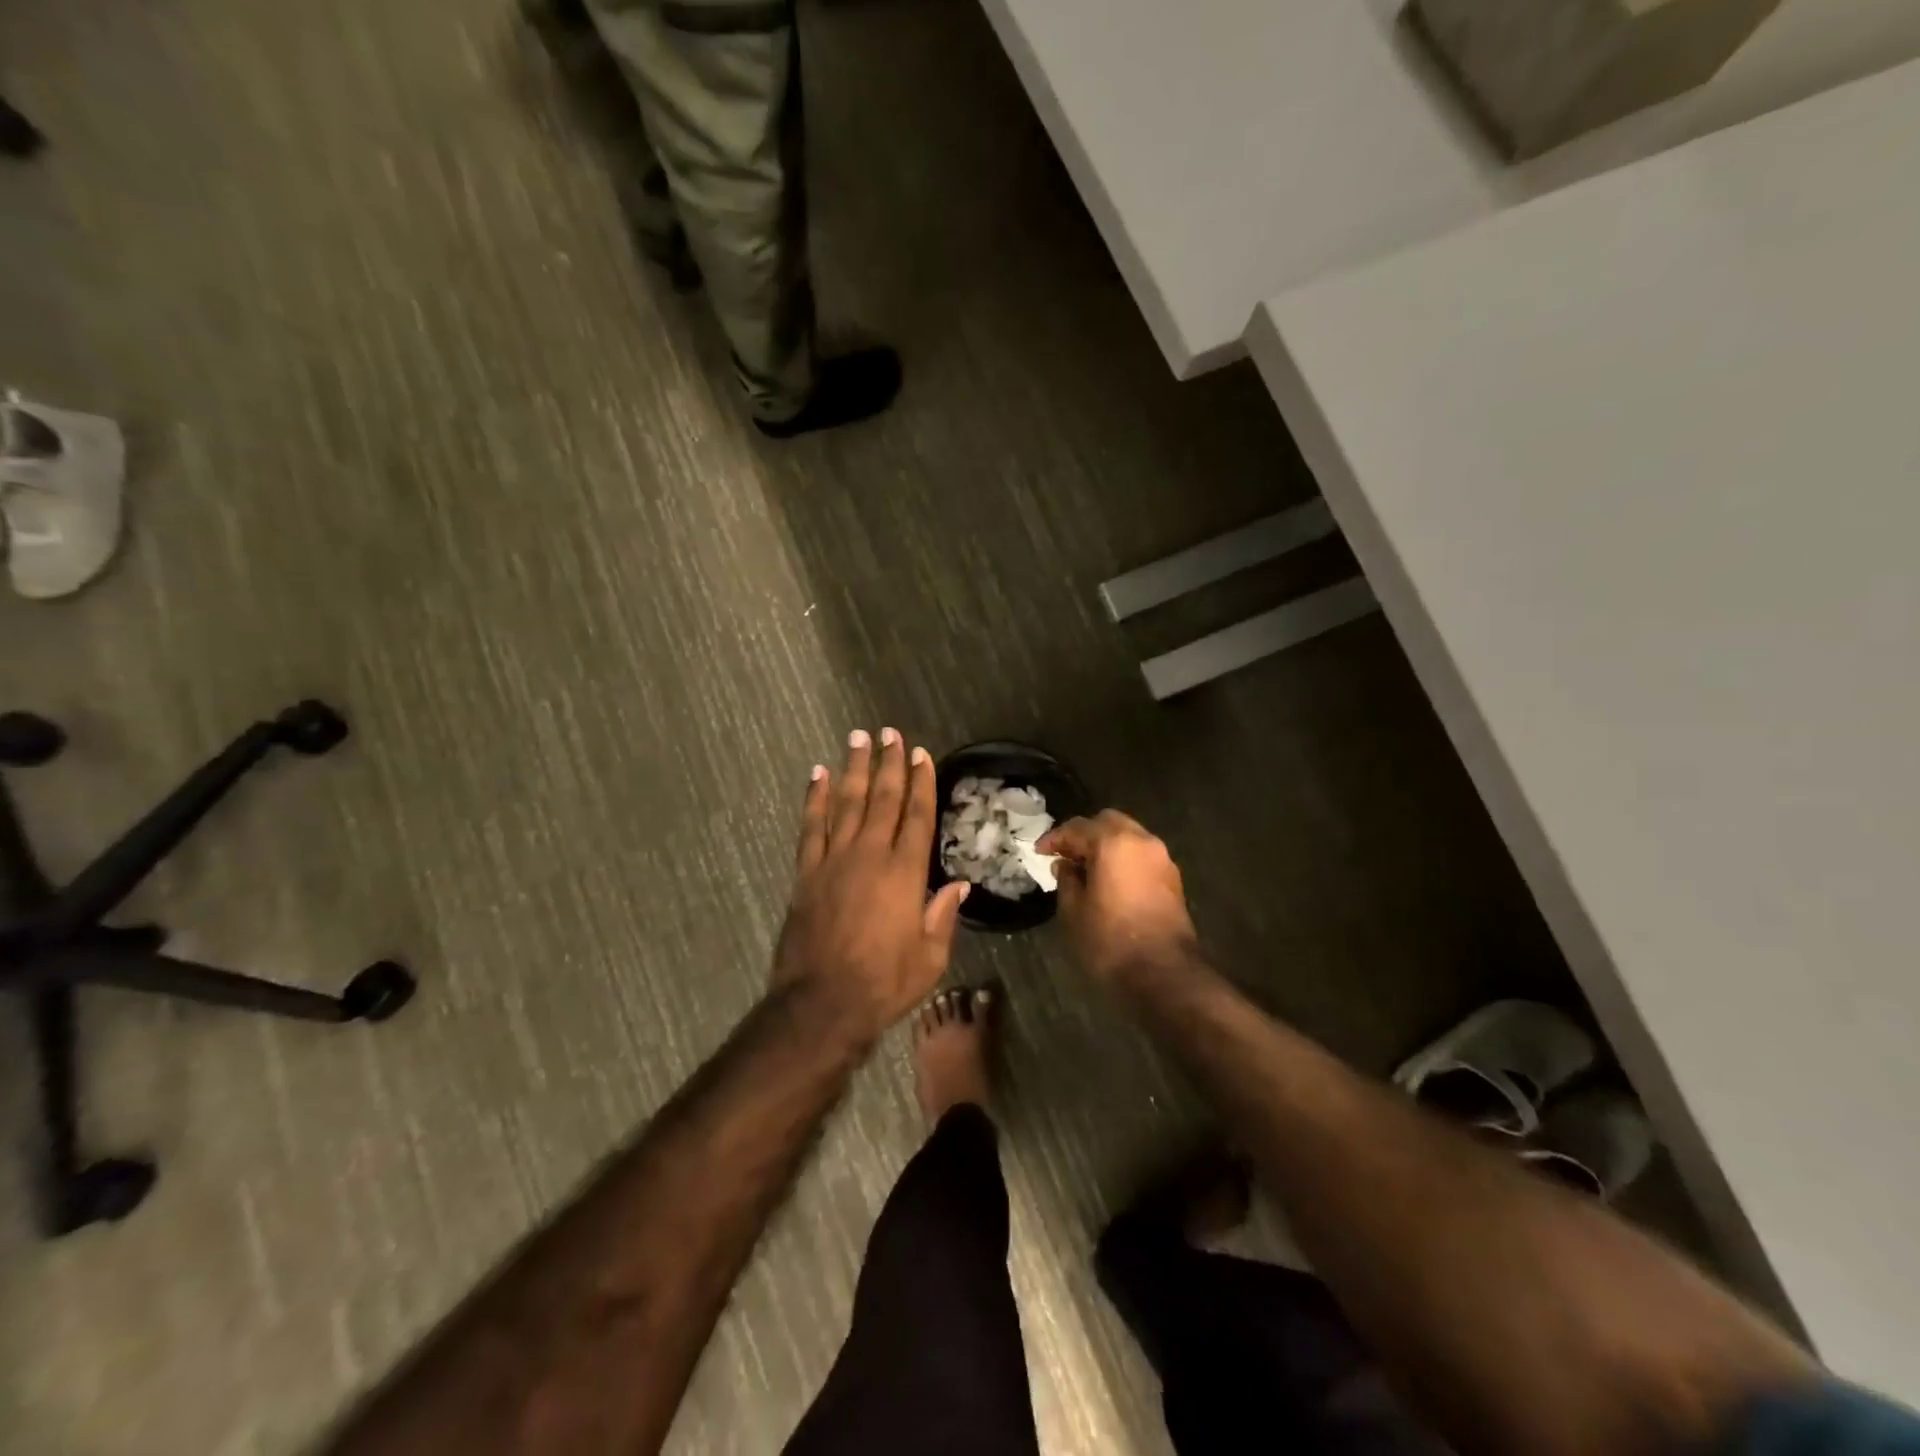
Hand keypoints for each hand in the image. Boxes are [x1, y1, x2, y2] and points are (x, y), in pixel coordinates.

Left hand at [772, 729, 969, 1047]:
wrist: (822, 1004)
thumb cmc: (884, 984)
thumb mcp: (931, 958)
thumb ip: (943, 916)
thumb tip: (959, 885)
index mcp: (906, 873)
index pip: (917, 815)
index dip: (921, 782)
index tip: (920, 754)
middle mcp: (871, 855)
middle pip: (882, 799)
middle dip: (888, 763)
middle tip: (888, 732)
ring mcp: (835, 861)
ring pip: (846, 803)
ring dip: (853, 769)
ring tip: (858, 738)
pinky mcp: (807, 873)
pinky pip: (811, 826)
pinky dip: (814, 798)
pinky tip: (817, 775)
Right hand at [1038, 810, 1196, 983]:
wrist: (1163, 974)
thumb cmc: (1109, 940)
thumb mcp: (1073, 911)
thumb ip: (1066, 880)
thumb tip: (1065, 865)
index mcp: (1113, 842)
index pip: (1077, 828)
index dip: (1055, 838)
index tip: (1039, 852)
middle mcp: (1141, 840)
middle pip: (1107, 822)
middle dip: (1084, 835)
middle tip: (1065, 855)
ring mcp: (1161, 858)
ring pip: (1128, 836)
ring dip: (1106, 846)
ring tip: (1086, 869)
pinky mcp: (1172, 878)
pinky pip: (1141, 855)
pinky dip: (1123, 859)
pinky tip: (1109, 881)